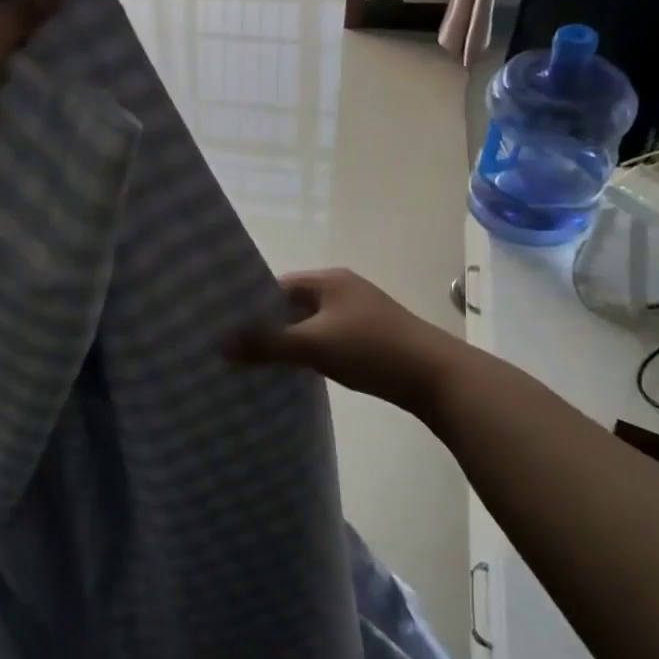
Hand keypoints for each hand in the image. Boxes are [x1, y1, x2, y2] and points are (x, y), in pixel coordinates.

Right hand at [226, 268, 466, 416]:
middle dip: (266, 325)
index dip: (250, 304)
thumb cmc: (372, 350)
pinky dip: (309, 351)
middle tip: (234, 347)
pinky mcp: (369, 337)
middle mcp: (342, 290)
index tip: (225, 325)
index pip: (276, 285)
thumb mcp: (314, 345)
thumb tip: (221, 344)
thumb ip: (267, 344)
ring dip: (288, 340)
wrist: (438, 377)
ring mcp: (358, 314)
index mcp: (329, 280)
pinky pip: (326, 339)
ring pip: (310, 324)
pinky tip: (296, 371)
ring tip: (257, 361)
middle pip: (292, 305)